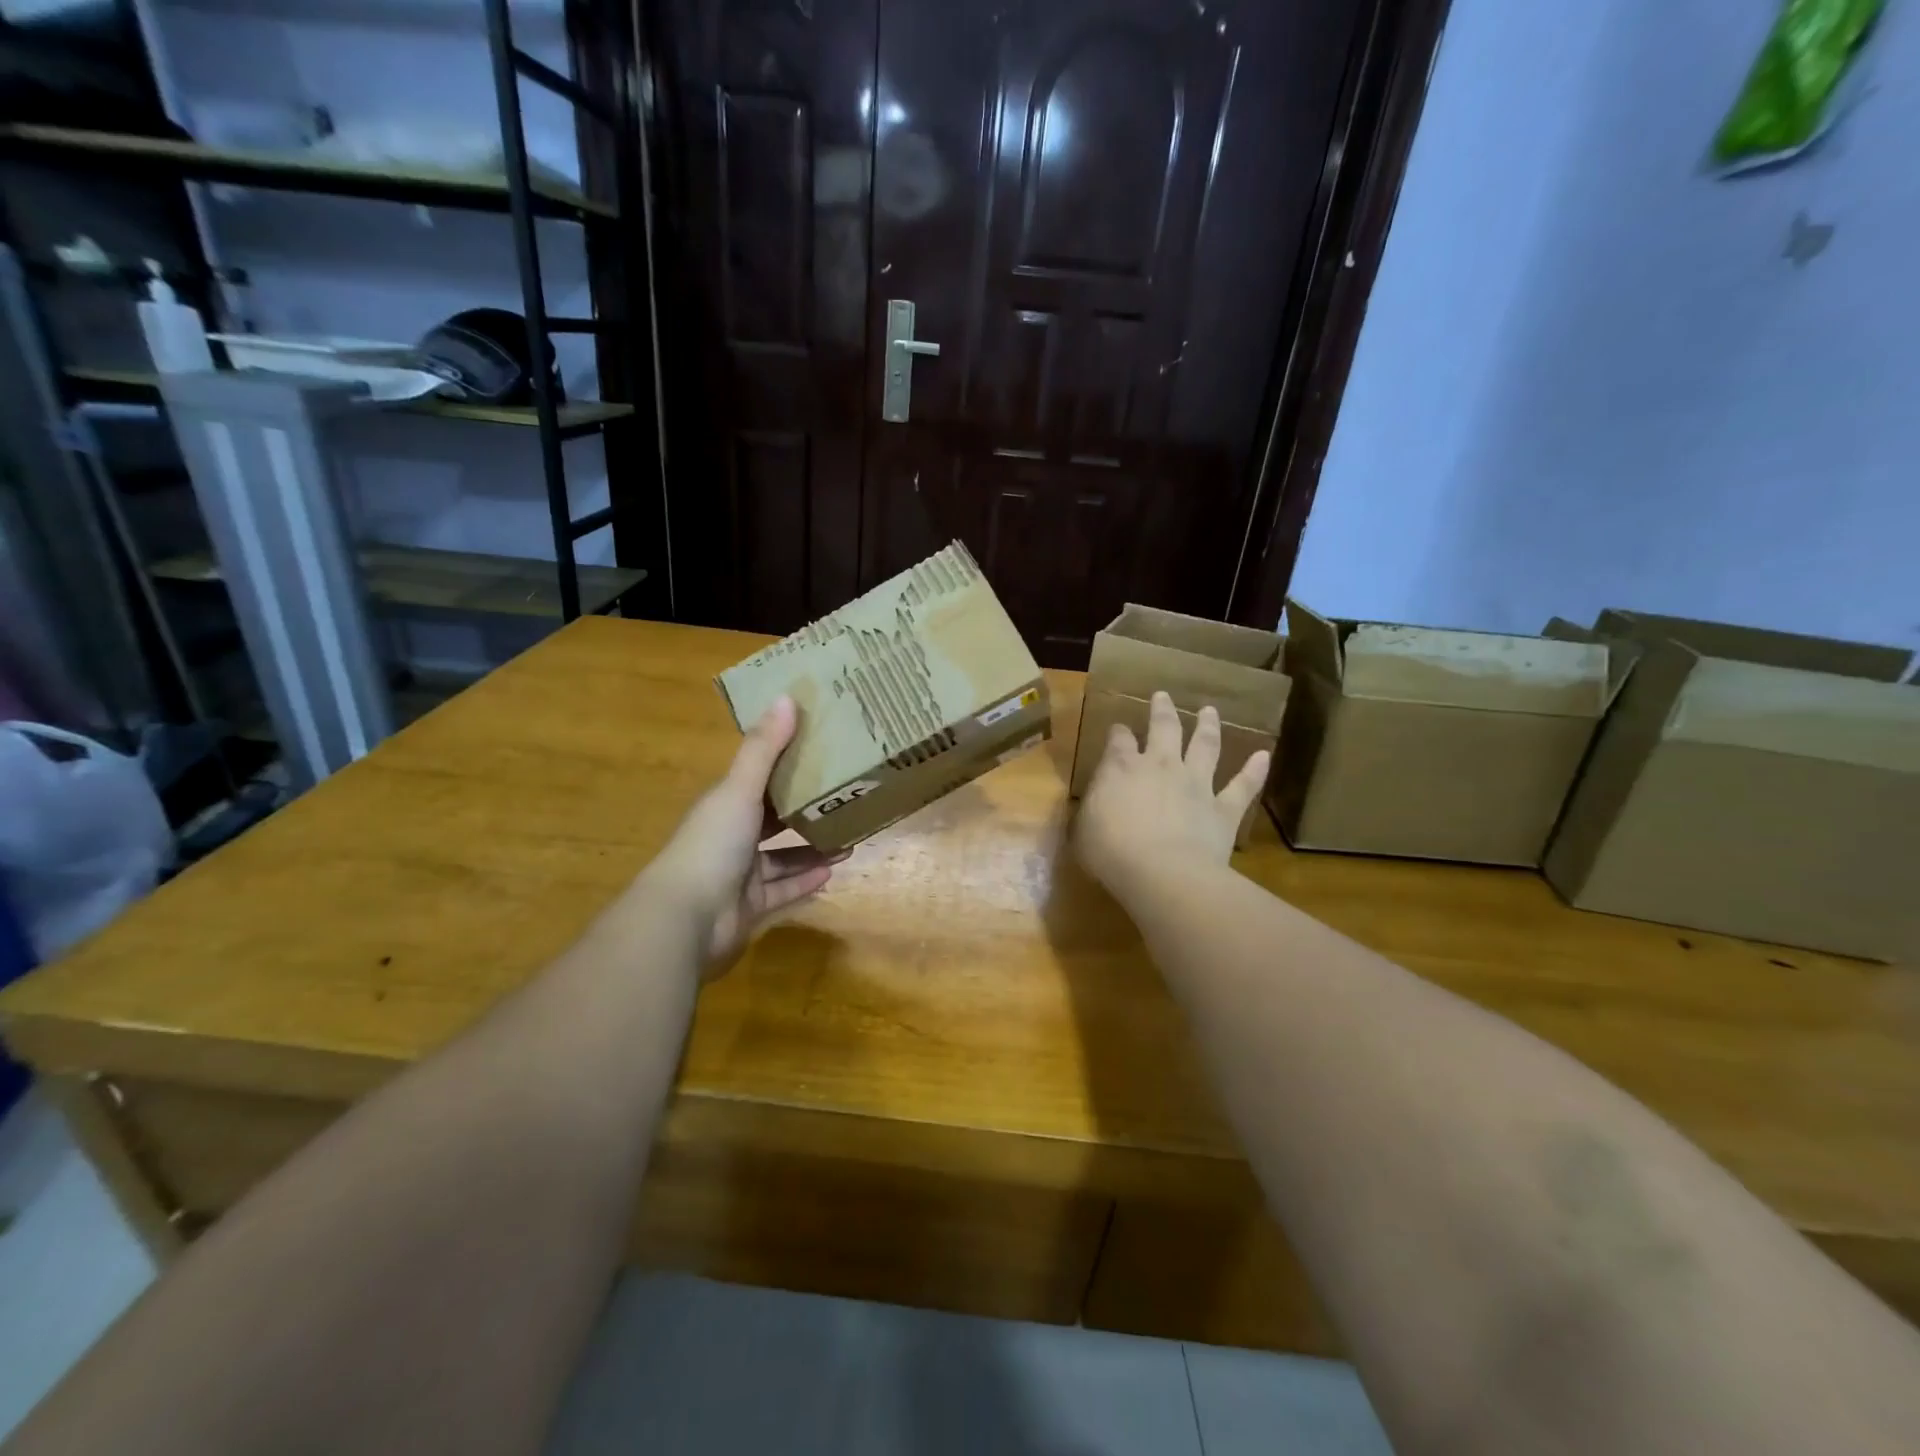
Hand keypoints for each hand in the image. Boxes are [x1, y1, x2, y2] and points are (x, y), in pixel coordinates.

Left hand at [643, 695, 841, 968]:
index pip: (758, 779)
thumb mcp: (740, 790)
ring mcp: (739, 874)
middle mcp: (730, 836)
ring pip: (782, 856)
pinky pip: (783, 890)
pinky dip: (805, 880)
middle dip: (805, 809)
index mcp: (725, 805)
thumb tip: (788, 696)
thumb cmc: (712, 844)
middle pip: (772, 819)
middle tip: (844, 797)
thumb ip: (764, 748)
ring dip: (812, 847)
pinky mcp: (750, 906)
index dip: (786, 765)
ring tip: (849, 836)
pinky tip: (833, 870)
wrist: (686, 918)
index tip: (821, 751)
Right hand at [1075, 690, 1268, 902]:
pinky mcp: (1223, 809)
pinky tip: (1264, 755)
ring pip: (1205, 746)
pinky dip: (1255, 770)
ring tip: (1210, 711)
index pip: (1119, 740)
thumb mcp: (1082, 829)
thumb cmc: (1111, 852)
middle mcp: (1161, 766)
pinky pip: (1243, 786)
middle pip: (1164, 728)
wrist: (1162, 873)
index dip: (1118, 733)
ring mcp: (1196, 784)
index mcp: (1121, 768)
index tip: (1118, 729)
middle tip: (1163, 696)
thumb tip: (1095, 801)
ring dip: (1208, 726)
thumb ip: (1091, 809)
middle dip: (1162, 711)